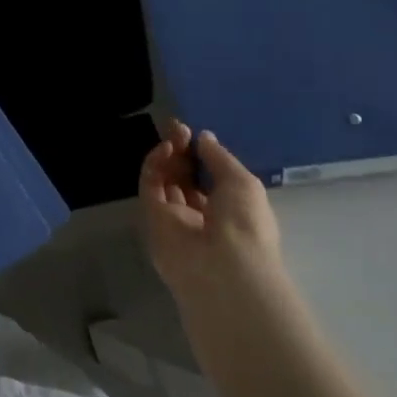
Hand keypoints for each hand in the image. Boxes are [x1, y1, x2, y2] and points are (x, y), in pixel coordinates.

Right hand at [139, 122, 283, 309]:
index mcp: (228, 214)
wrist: (223, 267)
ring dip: (168, 155)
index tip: (196, 134)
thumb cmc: (246, 224)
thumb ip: (220, 158)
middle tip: (179, 128)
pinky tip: (166, 149)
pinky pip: (150, 186)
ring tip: (174, 134)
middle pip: (184, 179)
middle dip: (182, 152)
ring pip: (164, 180)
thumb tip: (204, 138)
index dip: (201, 157)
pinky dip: (154, 165)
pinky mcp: (152, 218)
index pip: (208, 182)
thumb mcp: (243, 183)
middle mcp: (199, 217)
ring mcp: (174, 219)